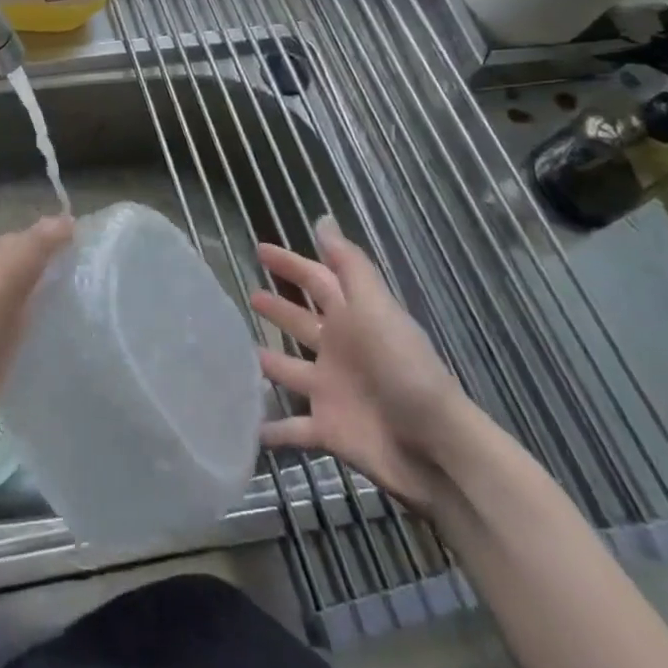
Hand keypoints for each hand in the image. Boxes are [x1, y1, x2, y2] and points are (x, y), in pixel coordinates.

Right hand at [248, 215, 472, 509]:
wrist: (434, 448)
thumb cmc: (403, 369)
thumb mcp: (376, 308)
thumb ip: (348, 266)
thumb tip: (322, 219)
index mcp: (352, 318)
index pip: (316, 280)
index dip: (290, 264)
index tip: (259, 249)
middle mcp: (339, 350)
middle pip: (301, 322)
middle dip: (278, 307)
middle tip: (247, 295)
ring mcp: (330, 390)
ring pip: (289, 370)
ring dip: (266, 363)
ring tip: (233, 356)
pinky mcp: (326, 429)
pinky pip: (290, 427)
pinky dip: (268, 429)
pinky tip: (245, 425)